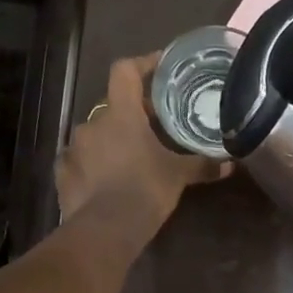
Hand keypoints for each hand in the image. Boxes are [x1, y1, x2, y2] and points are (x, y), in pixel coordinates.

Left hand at [56, 53, 229, 230]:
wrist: (105, 229)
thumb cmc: (145, 189)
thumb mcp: (178, 176)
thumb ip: (202, 165)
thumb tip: (230, 164)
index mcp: (121, 114)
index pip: (125, 71)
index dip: (143, 64)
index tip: (160, 67)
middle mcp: (92, 123)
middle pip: (113, 106)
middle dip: (133, 113)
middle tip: (155, 126)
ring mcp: (73, 148)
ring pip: (96, 134)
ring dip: (112, 140)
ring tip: (132, 157)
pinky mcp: (63, 173)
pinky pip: (80, 160)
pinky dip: (94, 165)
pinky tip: (107, 180)